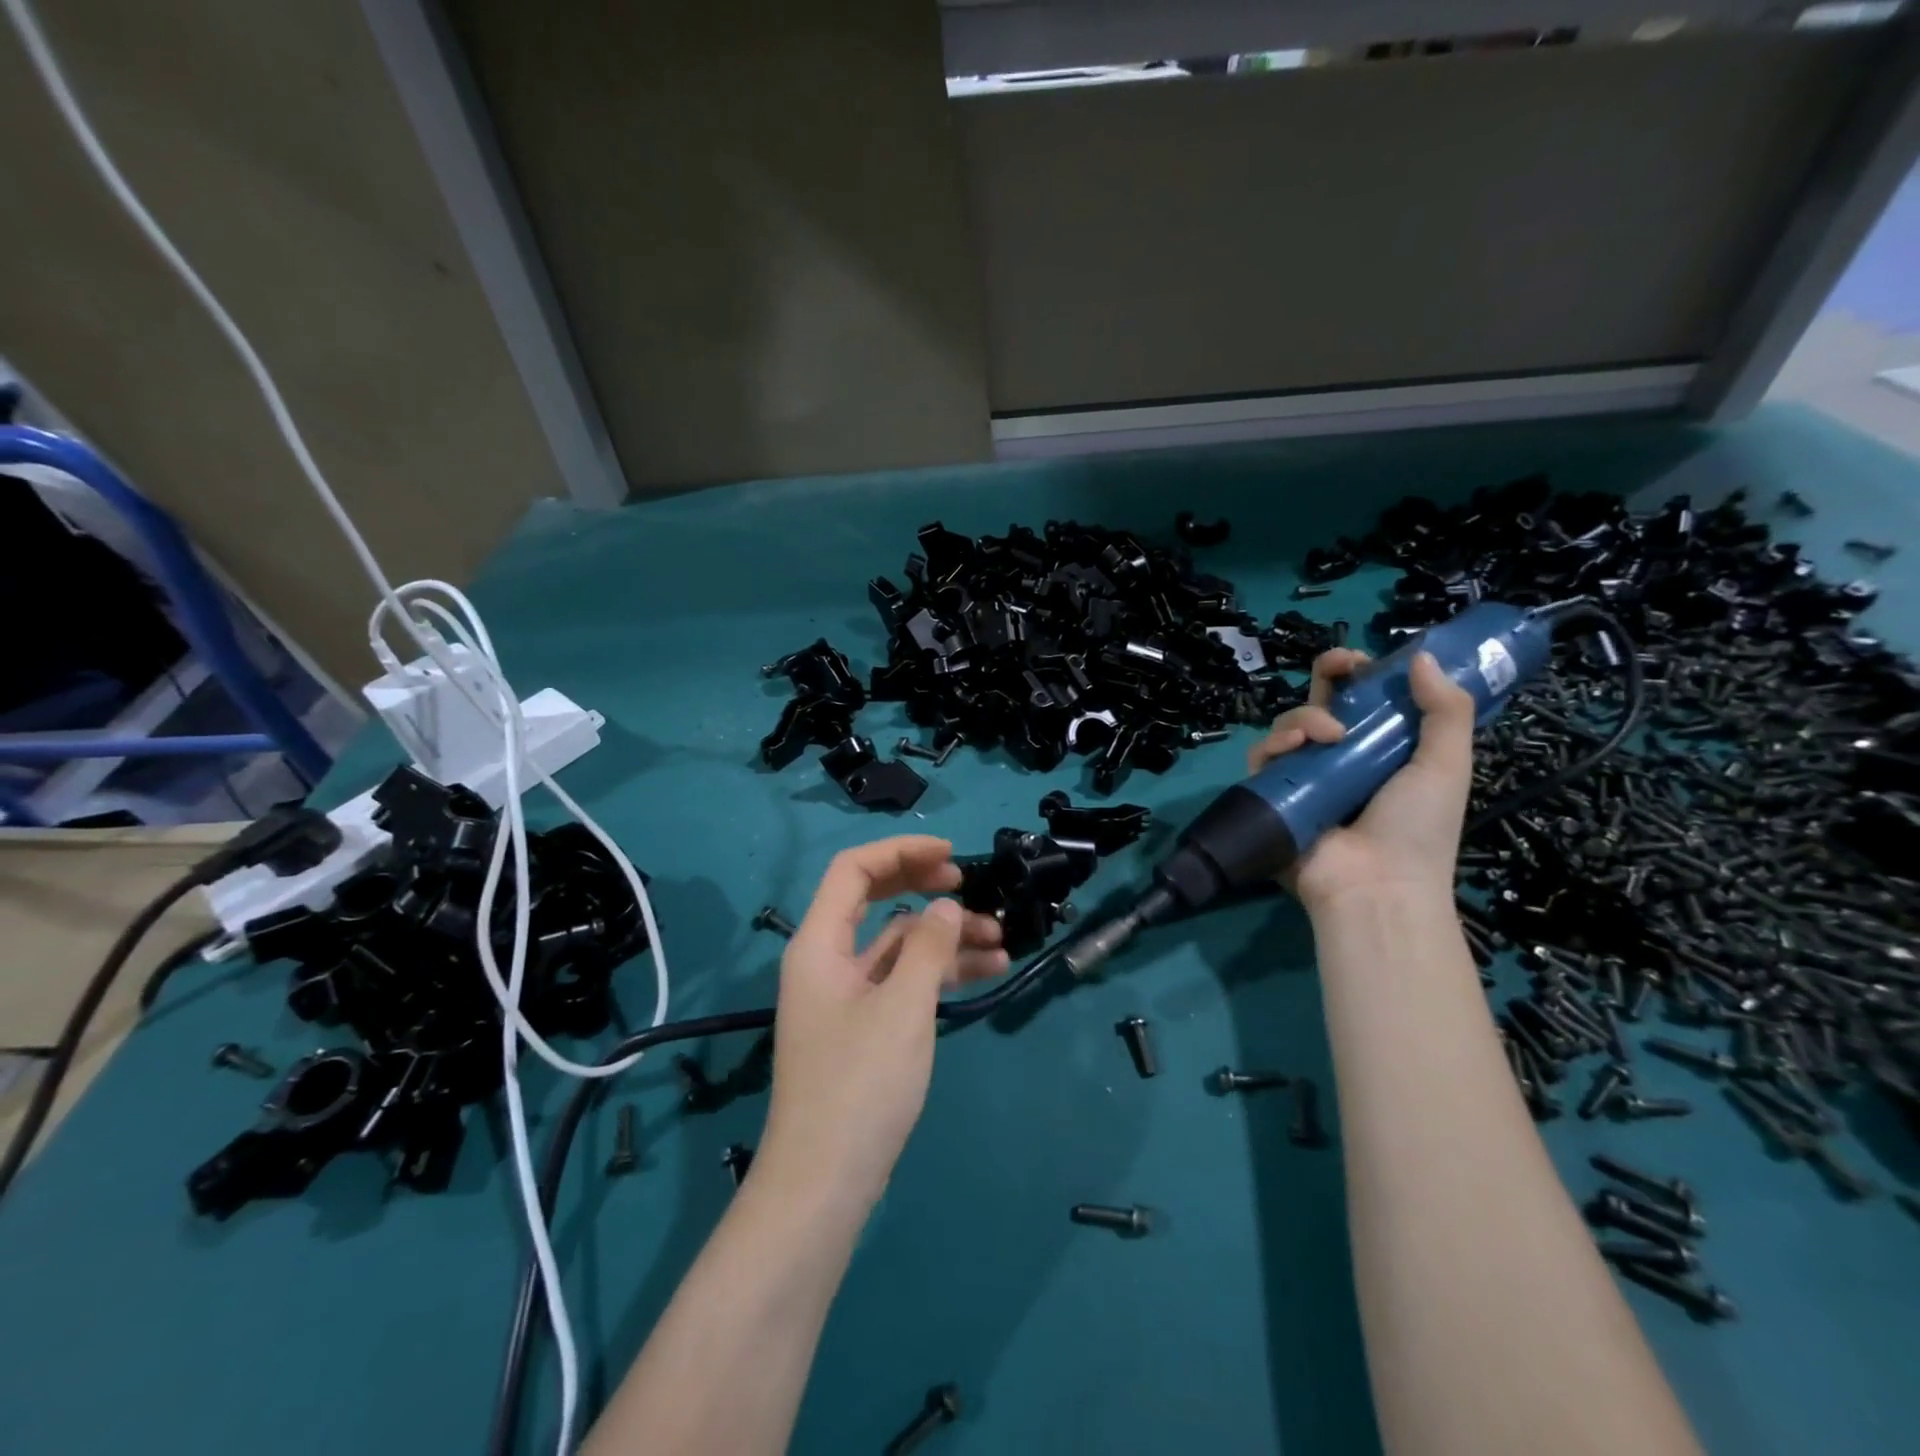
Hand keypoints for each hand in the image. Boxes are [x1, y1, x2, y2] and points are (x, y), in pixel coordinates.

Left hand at [759, 836, 1007, 1209]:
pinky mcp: (863, 1027)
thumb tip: (947, 906)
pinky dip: (938, 973)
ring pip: (897, 944)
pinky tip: (984, 973)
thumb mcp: (903, 1007)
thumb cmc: (860, 1085)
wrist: (825, 1184)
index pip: (854, 870)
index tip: (951, 855)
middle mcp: (827, 960)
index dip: (902, 851)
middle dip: (924, 887)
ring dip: (944, 937)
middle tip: (970, 886)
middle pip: (876, 900)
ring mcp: (845, 995)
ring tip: (1001, 940)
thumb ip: (928, 946)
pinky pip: (902, 981)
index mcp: (819, 944)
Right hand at [1248, 646, 1476, 913]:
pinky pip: (1262, 757)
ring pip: (1289, 724)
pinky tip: (1295, 748)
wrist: (1376, 886)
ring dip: (1305, 717)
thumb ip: (1445, 710)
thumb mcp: (1447, 765)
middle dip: (1326, 675)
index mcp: (1382, 751)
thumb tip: (1420, 656)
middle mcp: (1339, 759)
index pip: (1365, 701)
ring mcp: (1303, 777)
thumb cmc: (1418, 828)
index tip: (1366, 660)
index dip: (1362, 674)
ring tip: (1327, 736)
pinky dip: (1274, 745)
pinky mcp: (1272, 794)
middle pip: (1321, 702)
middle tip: (1337, 667)